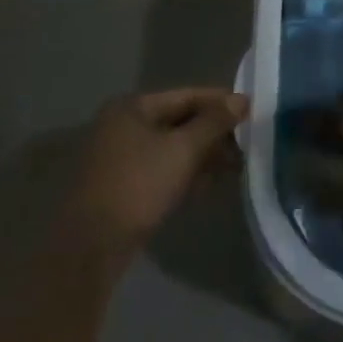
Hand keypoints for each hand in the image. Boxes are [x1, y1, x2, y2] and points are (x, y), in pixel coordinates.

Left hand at [74, 88, 246, 246]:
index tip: (251, 111)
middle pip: (179, 121)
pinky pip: (162, 169)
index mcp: (132, 108)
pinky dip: (185, 172)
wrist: (91, 246)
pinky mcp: (122, 185)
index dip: (221, 102)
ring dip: (203, 155)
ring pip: (172, 147)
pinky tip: (210, 184)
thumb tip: (242, 100)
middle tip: (247, 143)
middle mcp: (123, 126)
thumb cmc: (138, 185)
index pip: (187, 95)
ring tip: (236, 165)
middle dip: (214, 132)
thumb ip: (214, 122)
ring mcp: (120, 157)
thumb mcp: (183, 150)